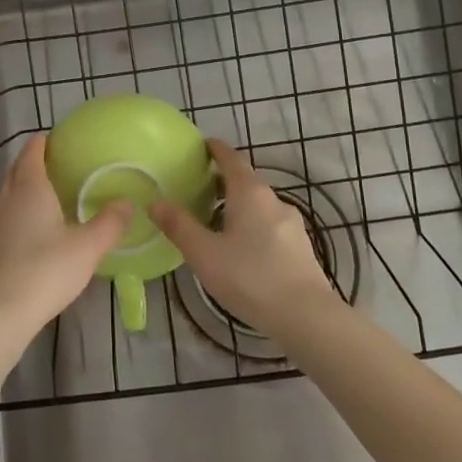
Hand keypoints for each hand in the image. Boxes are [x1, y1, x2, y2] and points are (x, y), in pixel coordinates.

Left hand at [0, 135, 131, 343]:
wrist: (3, 313)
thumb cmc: (46, 270)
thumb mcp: (88, 247)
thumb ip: (110, 223)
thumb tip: (128, 202)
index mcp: (31, 190)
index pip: (32, 153)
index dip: (43, 142)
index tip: (58, 136)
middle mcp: (11, 200)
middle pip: (18, 169)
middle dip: (32, 159)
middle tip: (57, 158)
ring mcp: (0, 224)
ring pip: (11, 191)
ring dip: (26, 183)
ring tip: (51, 187)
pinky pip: (11, 212)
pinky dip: (23, 206)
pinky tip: (40, 222)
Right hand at [154, 139, 340, 338]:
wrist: (306, 316)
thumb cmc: (250, 277)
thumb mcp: (204, 253)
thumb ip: (179, 226)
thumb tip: (154, 202)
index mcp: (249, 192)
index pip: (231, 158)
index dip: (215, 149)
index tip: (201, 145)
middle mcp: (273, 200)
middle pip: (245, 181)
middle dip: (222, 182)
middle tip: (197, 191)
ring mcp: (291, 223)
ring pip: (259, 206)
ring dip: (238, 207)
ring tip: (216, 224)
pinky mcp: (301, 247)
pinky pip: (270, 226)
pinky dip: (253, 227)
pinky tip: (243, 250)